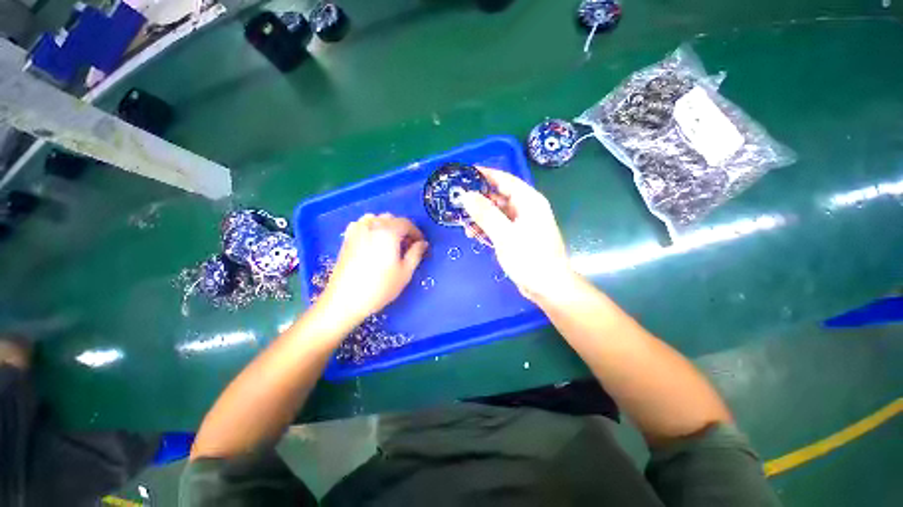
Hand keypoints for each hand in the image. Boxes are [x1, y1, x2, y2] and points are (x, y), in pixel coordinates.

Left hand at [319, 213, 428, 321]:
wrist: (345, 300)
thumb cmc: (380, 287)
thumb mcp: (405, 272)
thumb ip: (416, 254)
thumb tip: (423, 243)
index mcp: (388, 232)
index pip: (406, 223)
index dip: (416, 232)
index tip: (421, 244)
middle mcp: (372, 225)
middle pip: (392, 219)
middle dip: (403, 229)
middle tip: (408, 246)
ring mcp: (357, 230)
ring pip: (377, 219)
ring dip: (388, 226)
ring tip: (391, 242)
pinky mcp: (347, 238)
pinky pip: (363, 224)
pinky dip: (372, 227)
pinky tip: (374, 240)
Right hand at [459, 167, 575, 302]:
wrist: (547, 286)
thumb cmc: (529, 258)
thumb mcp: (504, 234)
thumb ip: (485, 214)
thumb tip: (467, 195)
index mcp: (529, 201)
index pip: (505, 180)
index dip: (486, 174)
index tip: (466, 172)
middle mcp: (526, 208)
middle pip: (499, 196)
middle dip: (479, 200)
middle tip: (458, 203)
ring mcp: (522, 223)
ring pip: (497, 213)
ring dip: (481, 217)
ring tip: (464, 225)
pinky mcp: (518, 236)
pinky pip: (499, 226)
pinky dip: (487, 228)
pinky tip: (475, 235)